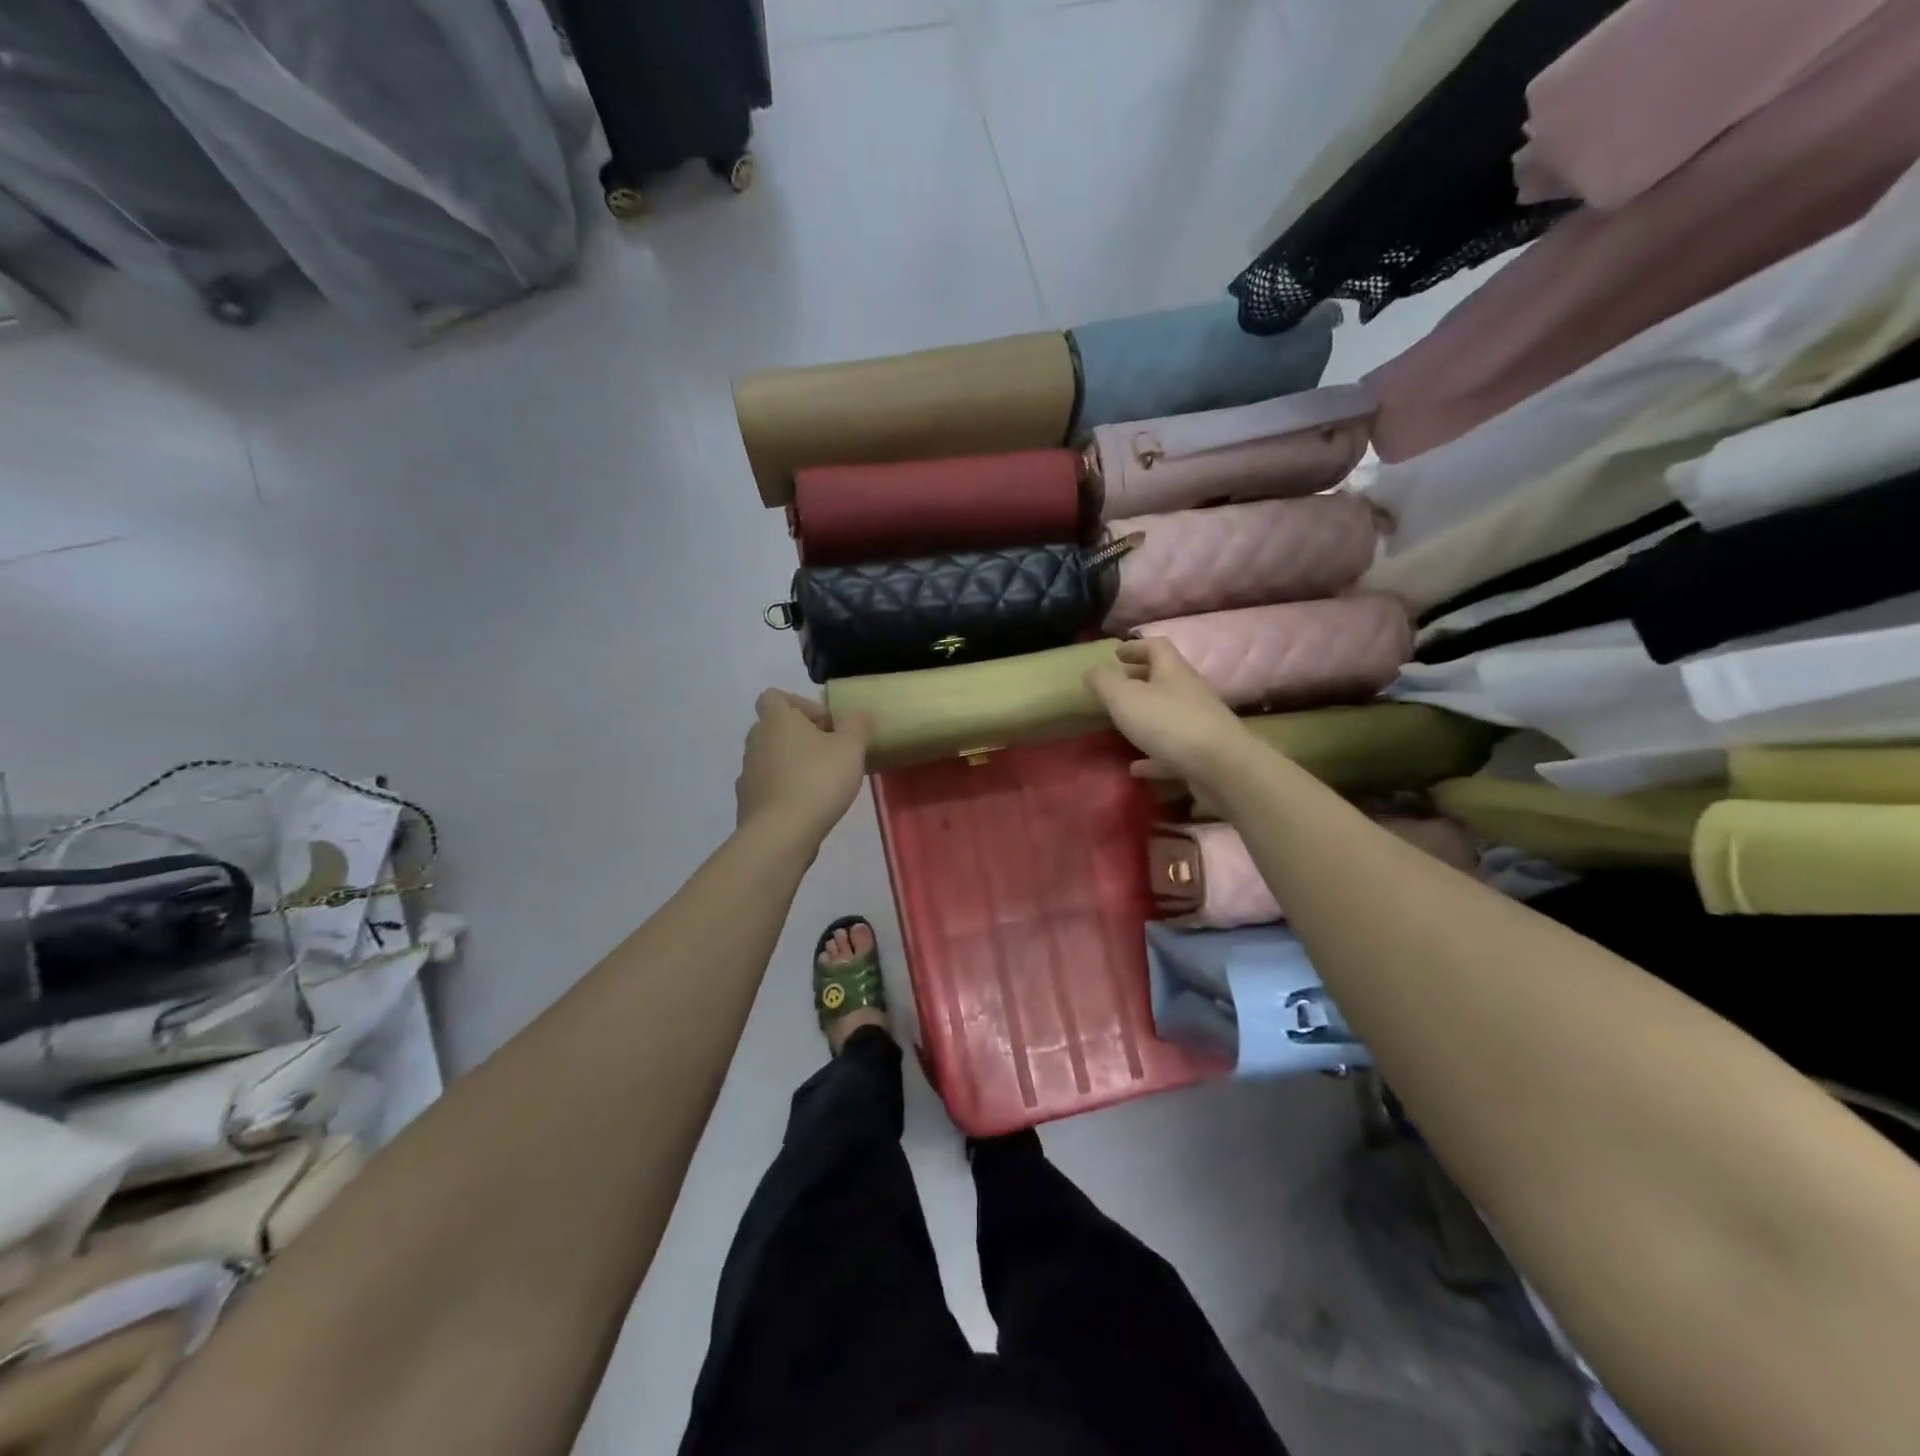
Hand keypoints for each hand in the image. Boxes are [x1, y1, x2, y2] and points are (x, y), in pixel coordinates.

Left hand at [735, 689, 872, 842]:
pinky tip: (806, 804)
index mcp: (776, 720)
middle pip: (774, 728)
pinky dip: (784, 789)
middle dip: (801, 736)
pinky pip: (768, 786)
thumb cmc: (818, 779)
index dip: (800, 704)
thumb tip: (859, 715)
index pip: (774, 697)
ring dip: (793, 763)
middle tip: (830, 752)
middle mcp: (756, 741)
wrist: (781, 833)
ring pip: (771, 757)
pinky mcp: (748, 802)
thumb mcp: (851, 748)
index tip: (826, 723)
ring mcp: (747, 773)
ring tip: (822, 781)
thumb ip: (857, 726)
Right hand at [1087, 638, 1247, 785]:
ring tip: (1123, 726)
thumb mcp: (1124, 697)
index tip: (1116, 654)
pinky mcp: (1202, 753)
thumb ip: (1104, 682)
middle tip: (1117, 687)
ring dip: (1147, 717)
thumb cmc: (1167, 722)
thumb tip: (1092, 671)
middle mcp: (1189, 691)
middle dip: (1140, 680)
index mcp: (1173, 670)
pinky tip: (1135, 768)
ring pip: (1169, 714)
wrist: (1220, 766)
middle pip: (1165, 678)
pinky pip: (1172, 750)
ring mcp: (1199, 723)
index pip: (1156, 647)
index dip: (1135, 647)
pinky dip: (1153, 755)